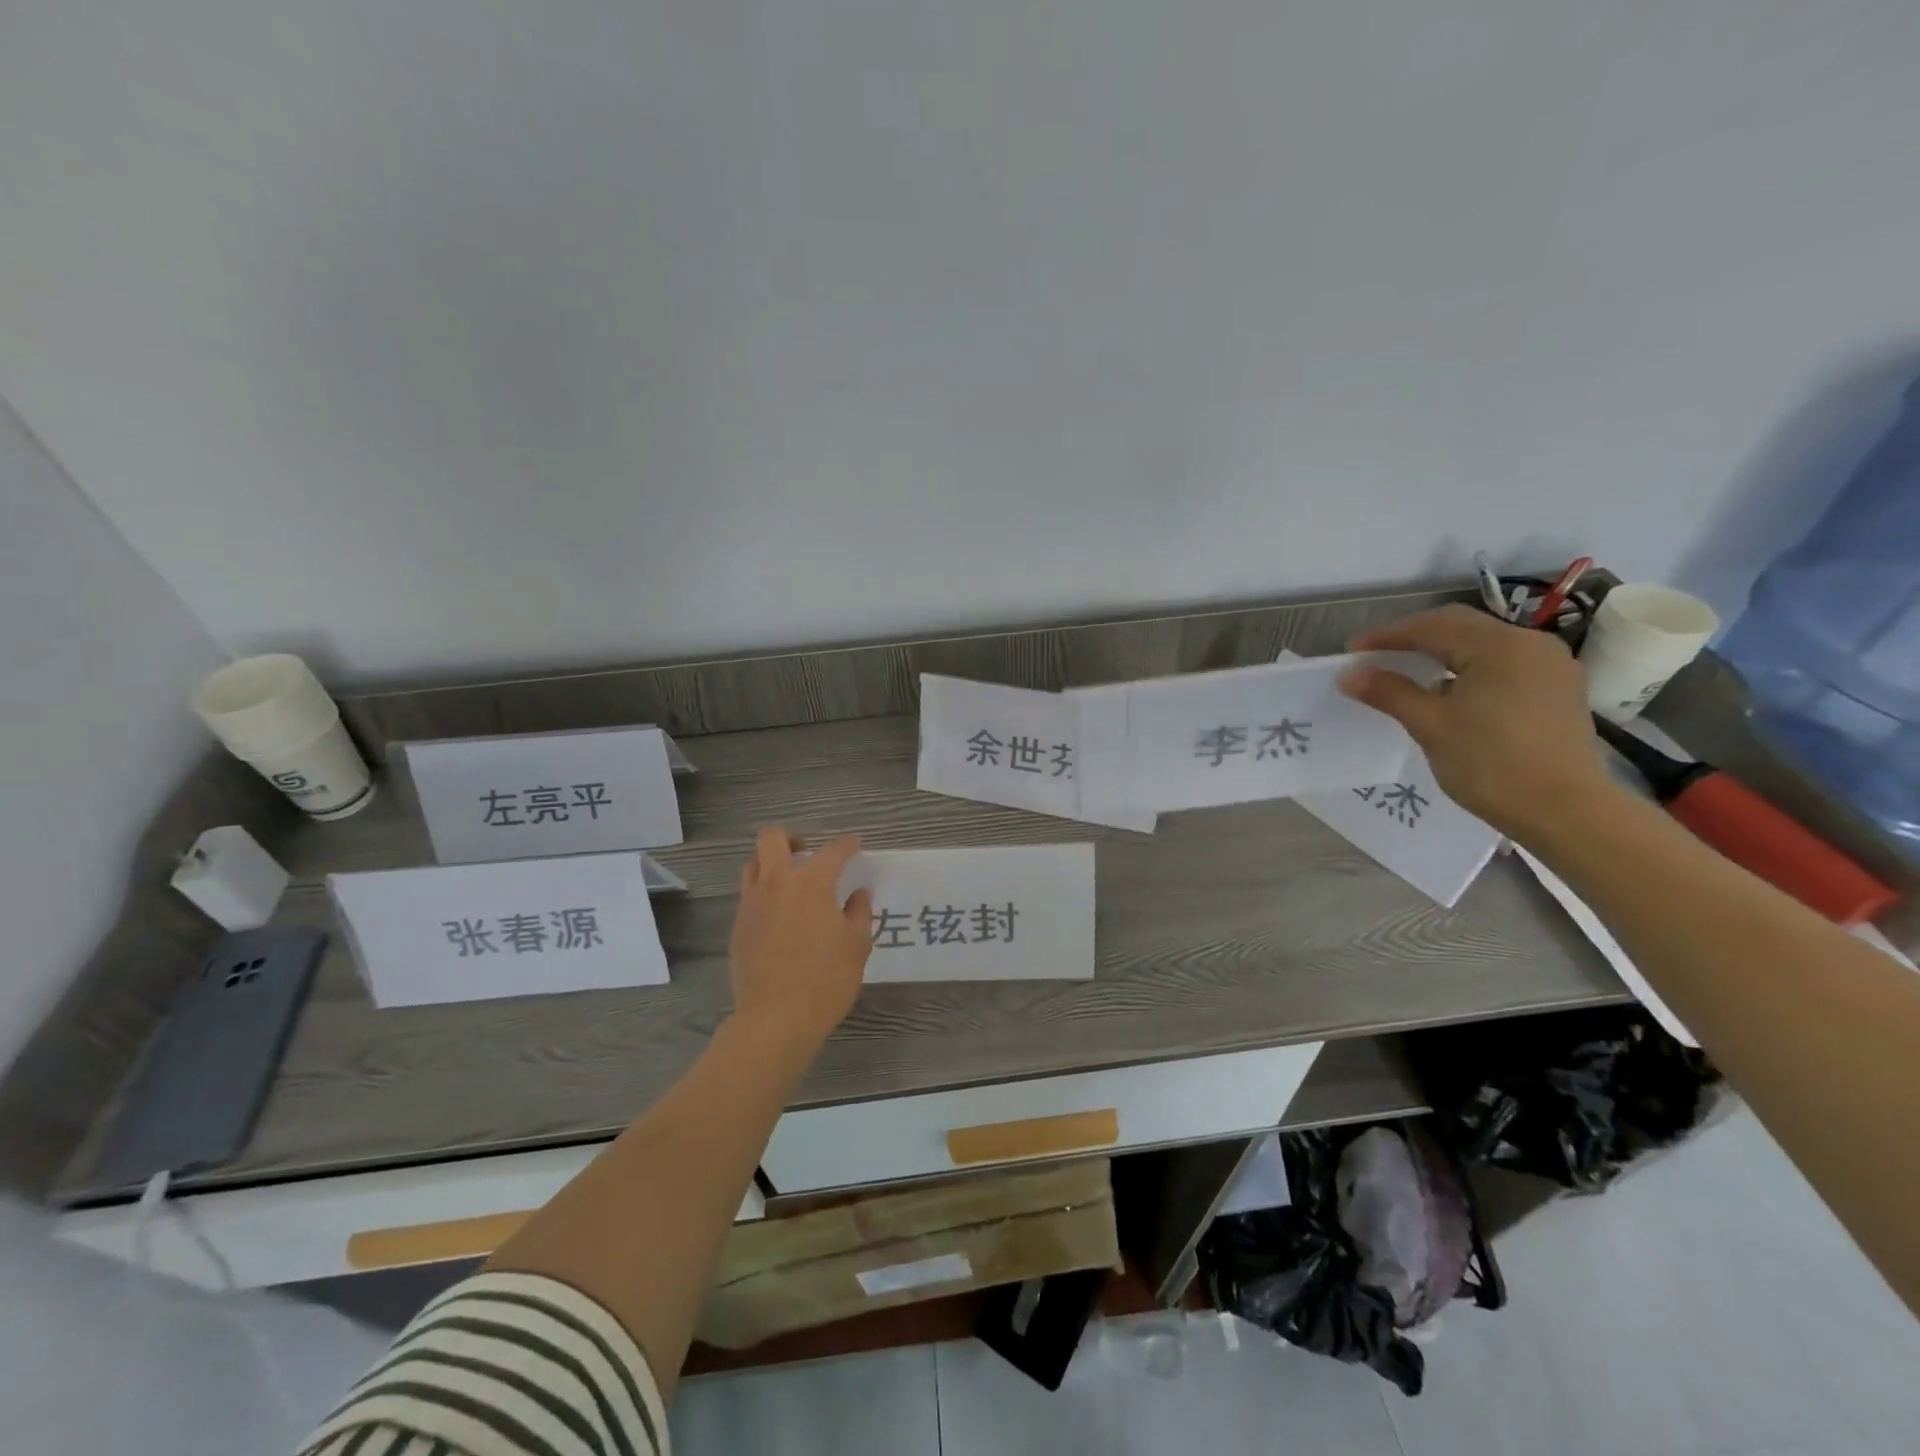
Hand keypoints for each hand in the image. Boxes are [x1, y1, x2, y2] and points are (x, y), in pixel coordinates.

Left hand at [728, 827, 873, 1052]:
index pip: (833, 851)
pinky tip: (779, 917)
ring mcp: (753, 904)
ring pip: (753, 865)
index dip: (847, 845)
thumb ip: (859, 913)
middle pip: (772, 839)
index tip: (855, 846)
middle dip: (790, 837)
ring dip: (770, 864)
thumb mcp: (857, 946)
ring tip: (789, 882)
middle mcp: (778, 884)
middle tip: (806, 851)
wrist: (775, 1019)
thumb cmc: (826, 980)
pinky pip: (749, 897)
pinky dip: (764, 895)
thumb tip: (859, 893)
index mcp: (812, 884)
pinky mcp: (739, 927)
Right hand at [1338, 605, 1619, 839]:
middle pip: (1460, 627)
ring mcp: (1550, 666)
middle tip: (1376, 655)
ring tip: (1408, 671)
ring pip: (1483, 644)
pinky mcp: (1558, 689)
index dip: (1387, 636)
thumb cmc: (1491, 763)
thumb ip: (1390, 692)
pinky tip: (1449, 690)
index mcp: (1499, 645)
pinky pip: (1503, 664)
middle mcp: (1530, 644)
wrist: (1566, 811)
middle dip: (1414, 637)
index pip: (1431, 626)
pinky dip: (1468, 667)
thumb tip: (1350, 674)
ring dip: (1442, 652)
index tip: (1352, 651)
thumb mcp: (1431, 725)